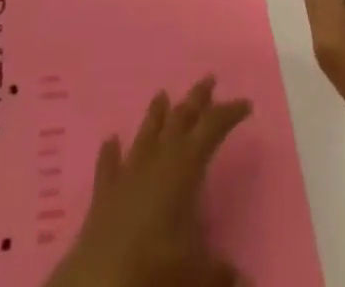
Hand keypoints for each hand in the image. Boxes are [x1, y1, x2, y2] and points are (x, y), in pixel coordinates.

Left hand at [44, 77, 251, 286]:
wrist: (99, 282)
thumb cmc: (156, 269)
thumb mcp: (198, 273)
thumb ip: (221, 271)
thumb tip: (244, 280)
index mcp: (184, 167)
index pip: (212, 128)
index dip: (229, 113)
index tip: (245, 103)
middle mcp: (157, 159)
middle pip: (180, 119)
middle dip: (196, 99)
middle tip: (209, 79)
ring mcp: (128, 172)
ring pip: (146, 133)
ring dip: (156, 114)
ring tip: (162, 94)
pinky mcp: (104, 193)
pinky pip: (108, 164)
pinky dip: (111, 151)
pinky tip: (110, 139)